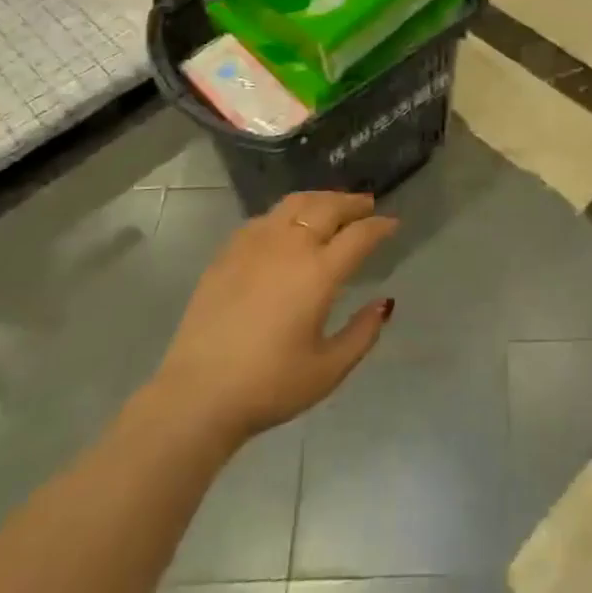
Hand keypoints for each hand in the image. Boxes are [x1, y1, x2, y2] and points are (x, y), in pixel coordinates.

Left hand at [153, 191, 396, 447]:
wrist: (198, 394)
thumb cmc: (270, 385)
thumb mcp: (329, 369)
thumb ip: (363, 333)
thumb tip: (385, 303)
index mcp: (319, 273)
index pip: (359, 235)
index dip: (380, 226)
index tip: (393, 224)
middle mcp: (289, 246)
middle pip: (327, 207)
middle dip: (352, 202)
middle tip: (367, 205)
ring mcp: (254, 245)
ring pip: (294, 203)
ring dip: (320, 199)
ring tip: (331, 205)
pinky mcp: (228, 253)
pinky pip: (265, 218)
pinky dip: (286, 213)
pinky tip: (287, 225)